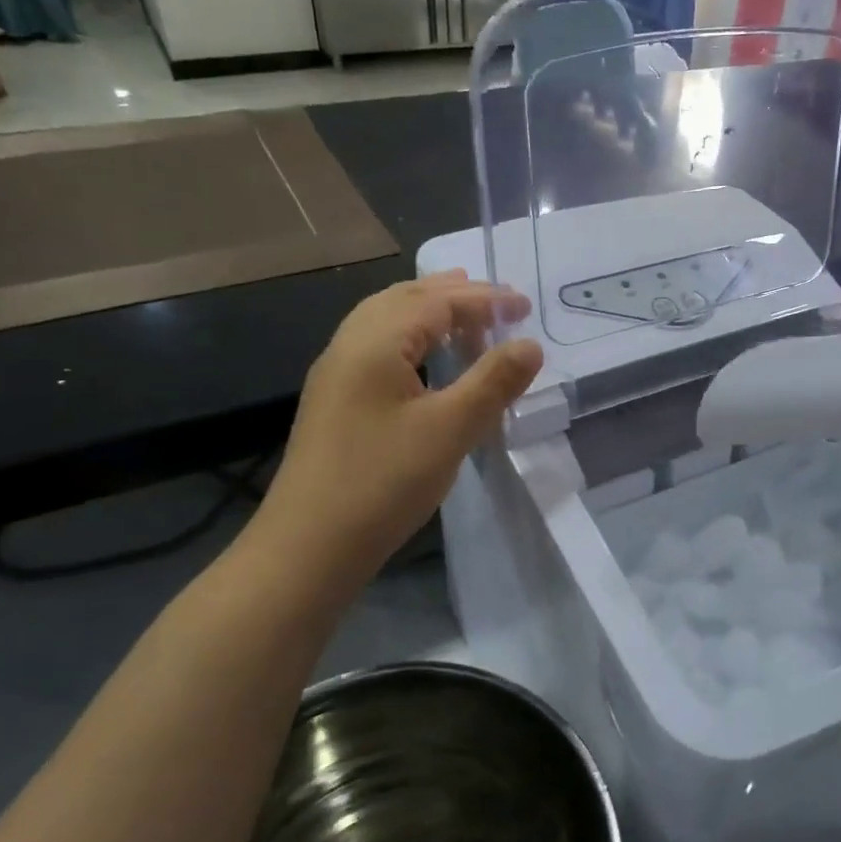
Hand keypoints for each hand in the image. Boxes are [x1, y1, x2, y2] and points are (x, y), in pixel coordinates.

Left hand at [256, 273, 541, 569]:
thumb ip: (493, 381)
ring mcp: (336, 374)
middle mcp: (349, 346)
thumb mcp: (450, 430)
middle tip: (498, 301)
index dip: (484, 299)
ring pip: (386, 320)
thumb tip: (531, 344)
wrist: (310, 546)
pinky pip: (377, 347)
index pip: (437, 302)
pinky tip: (426, 361)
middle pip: (405, 299)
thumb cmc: (383, 482)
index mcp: (375, 342)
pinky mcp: (335, 401)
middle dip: (455, 295)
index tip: (525, 306)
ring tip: (463, 313)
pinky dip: (411, 337)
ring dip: (429, 311)